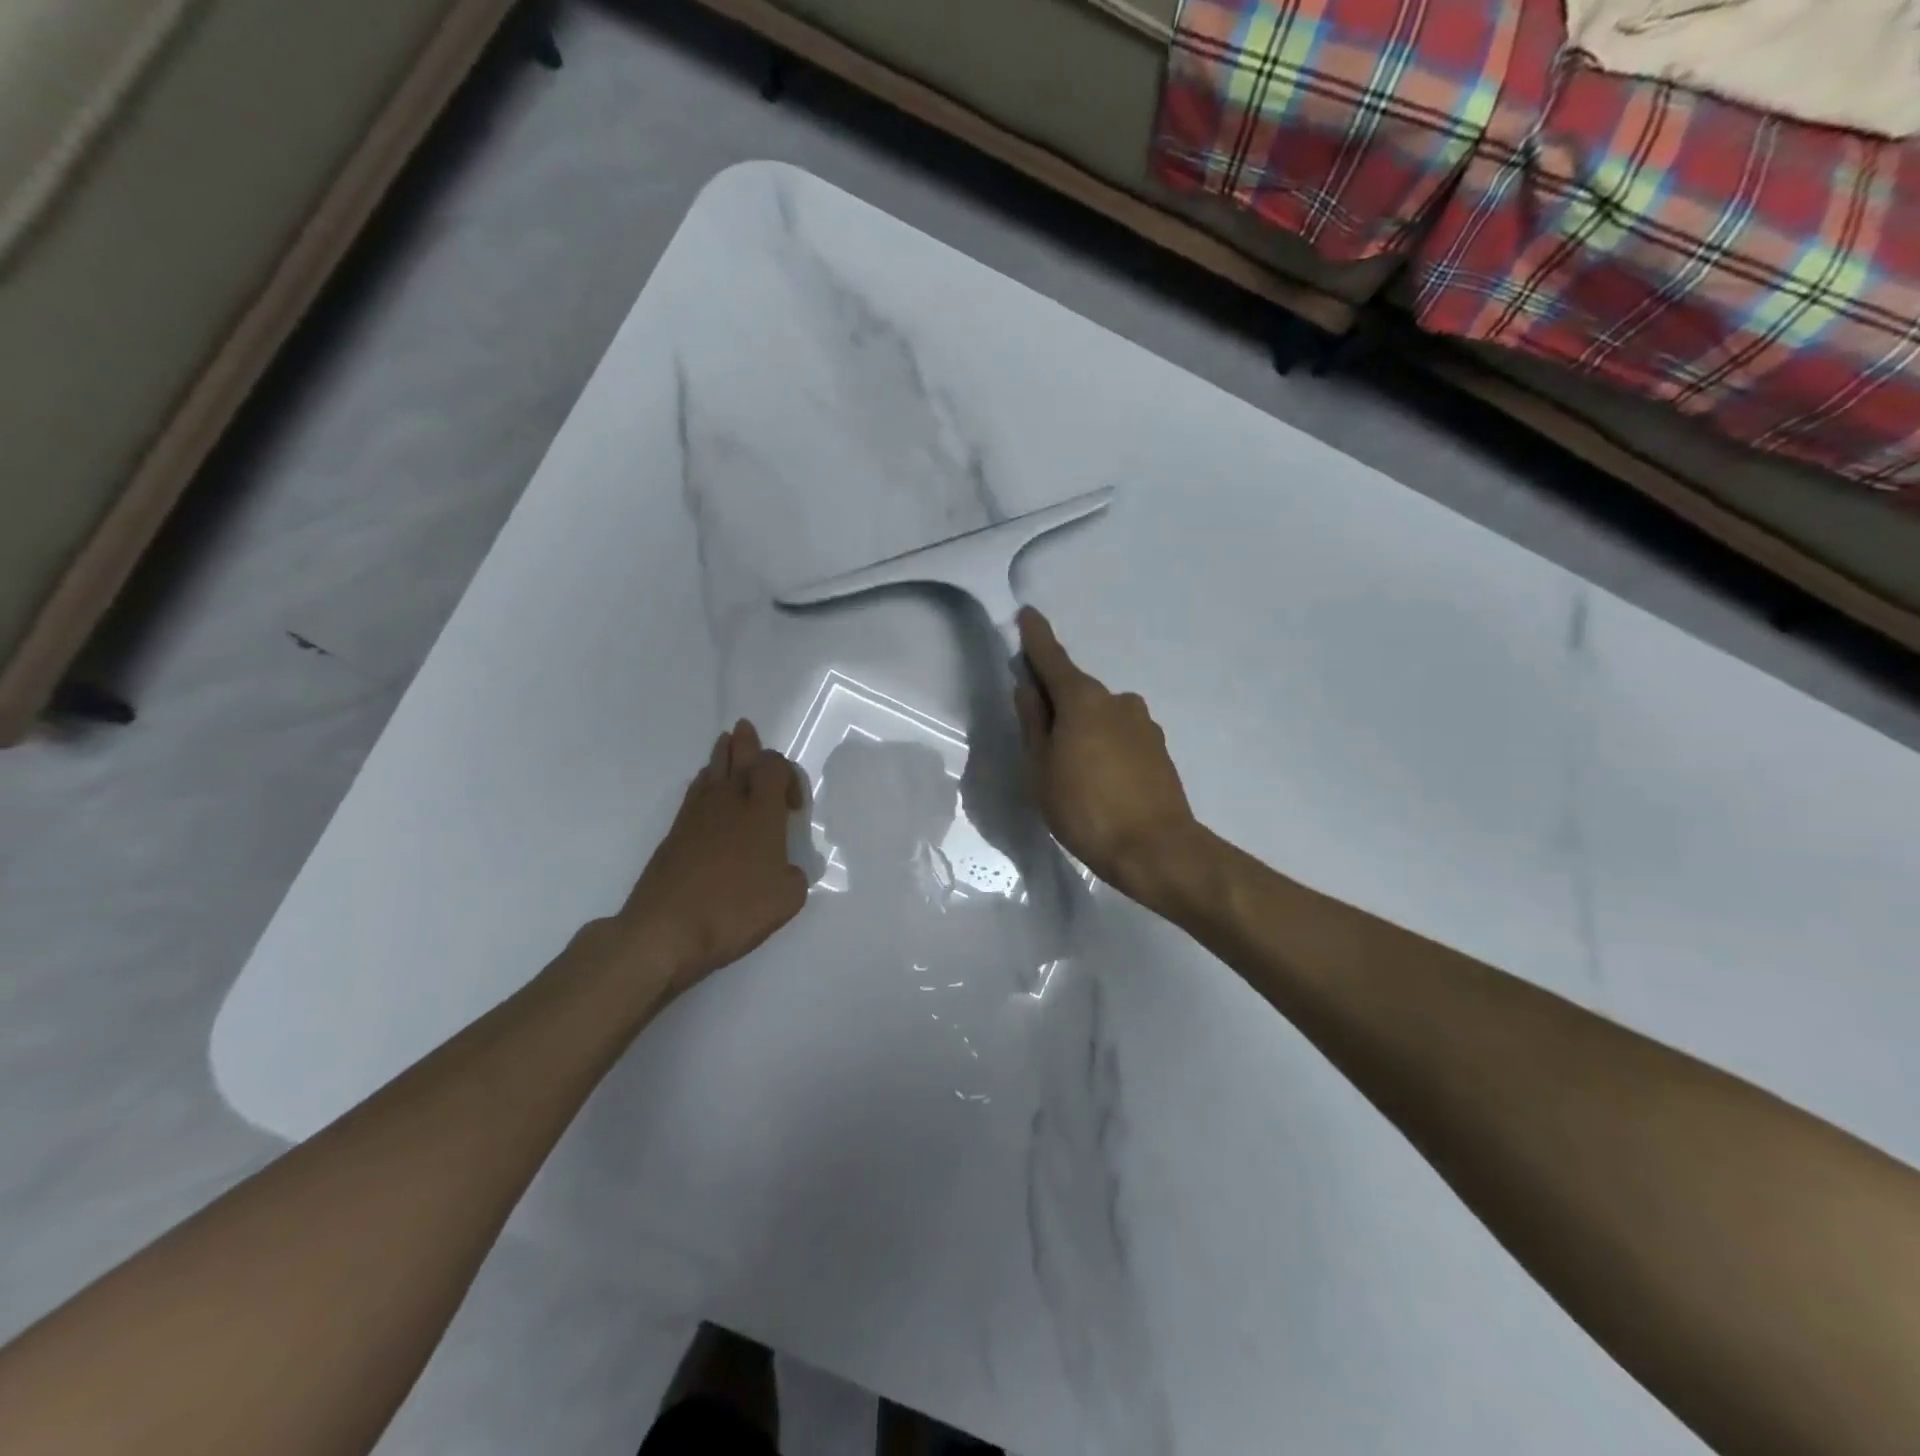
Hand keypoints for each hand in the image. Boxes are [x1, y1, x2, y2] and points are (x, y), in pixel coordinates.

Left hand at [588, 720, 810, 1004]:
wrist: (665, 930)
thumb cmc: (734, 909)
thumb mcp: (787, 899)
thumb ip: (794, 876)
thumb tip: (785, 870)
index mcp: (761, 811)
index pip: (775, 767)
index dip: (789, 775)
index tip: (795, 809)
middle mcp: (728, 802)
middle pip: (738, 758)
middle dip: (746, 743)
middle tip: (745, 728)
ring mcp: (696, 816)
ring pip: (711, 772)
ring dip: (722, 757)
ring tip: (726, 744)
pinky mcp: (674, 834)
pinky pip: (694, 794)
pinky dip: (705, 784)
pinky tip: (706, 790)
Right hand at [1014, 609, 1211, 915]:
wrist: (1155, 849)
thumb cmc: (1085, 809)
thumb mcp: (1041, 769)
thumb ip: (1033, 723)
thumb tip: (1028, 687)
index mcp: (1082, 699)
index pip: (1052, 658)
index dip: (1036, 638)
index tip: (1027, 615)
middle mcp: (1116, 700)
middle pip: (1076, 690)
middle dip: (1055, 699)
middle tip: (1037, 731)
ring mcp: (1142, 722)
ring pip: (1100, 714)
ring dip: (1082, 726)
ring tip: (1070, 768)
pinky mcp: (1158, 747)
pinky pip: (1119, 733)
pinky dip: (1104, 743)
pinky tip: (1099, 777)